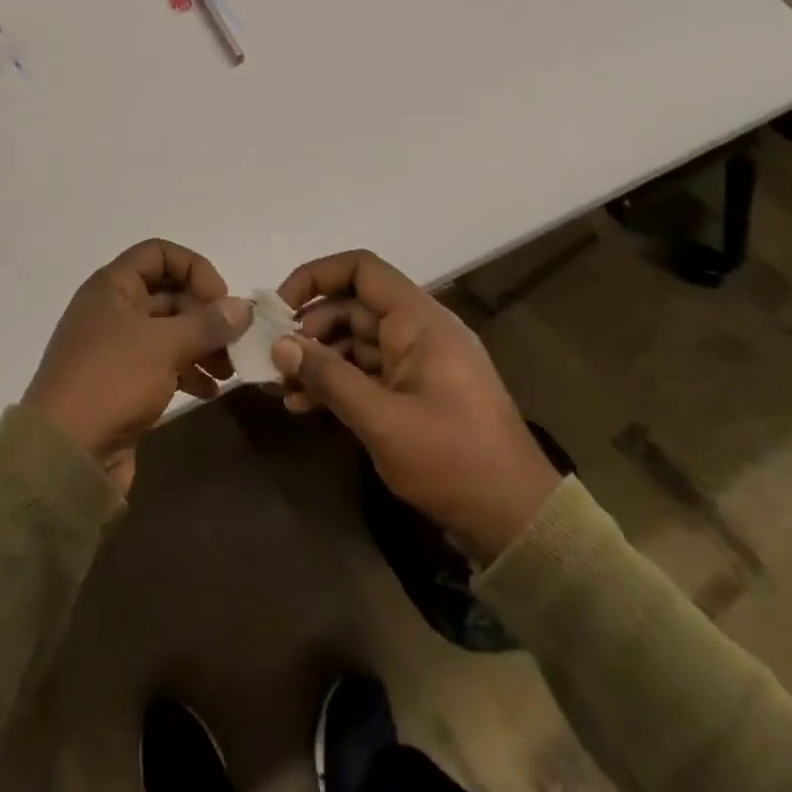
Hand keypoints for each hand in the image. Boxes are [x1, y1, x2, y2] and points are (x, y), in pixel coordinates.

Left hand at [23, 239, 250, 494]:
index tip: (220, 300)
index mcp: (112, 287)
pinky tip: (210, 391)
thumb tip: (244, 306)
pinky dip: (188, 371)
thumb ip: (207, 322)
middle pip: (168, 293)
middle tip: (235, 340)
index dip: (194, 268)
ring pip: (169, 332)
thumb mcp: (164, 345)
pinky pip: (163, 364)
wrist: (64, 455)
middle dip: (205, 314)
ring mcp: (116, 348)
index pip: (159, 253)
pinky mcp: (122, 383)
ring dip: (202, 345)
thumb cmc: (111, 381)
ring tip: (229, 369)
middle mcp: (113, 310)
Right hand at [269, 250, 562, 563]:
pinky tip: (303, 407)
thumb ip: (329, 377)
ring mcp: (417, 363)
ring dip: (317, 360)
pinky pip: (366, 373)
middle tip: (274, 360)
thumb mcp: (382, 420)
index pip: (362, 270)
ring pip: (354, 342)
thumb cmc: (453, 461)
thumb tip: (280, 344)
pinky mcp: (414, 393)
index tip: (281, 307)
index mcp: (419, 321)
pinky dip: (336, 384)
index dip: (317, 276)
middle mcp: (417, 331)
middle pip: (352, 307)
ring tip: (281, 388)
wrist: (518, 521)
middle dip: (309, 329)